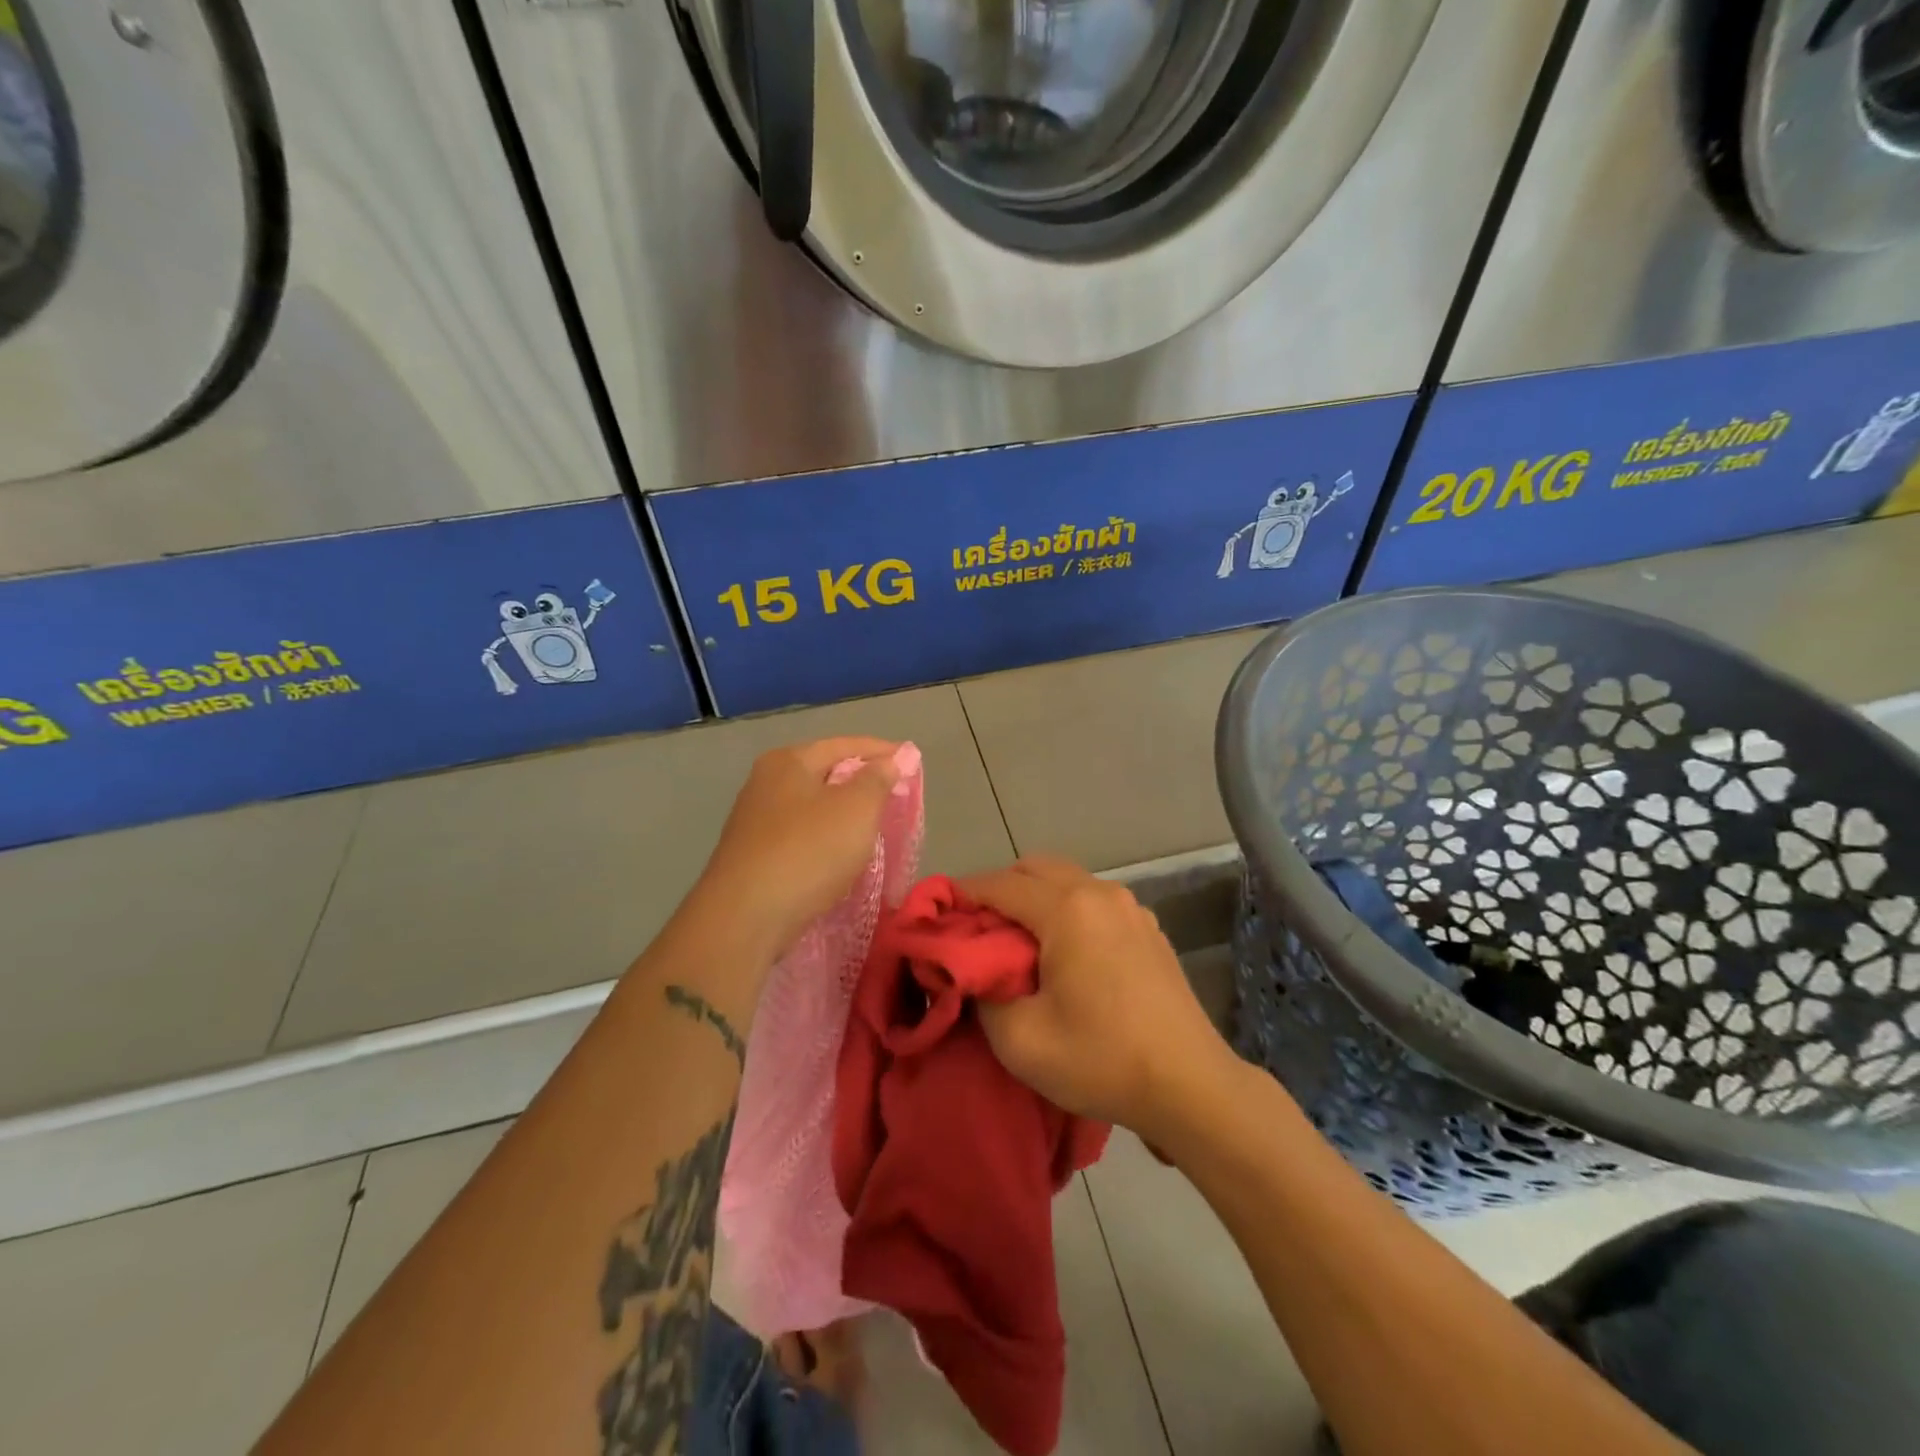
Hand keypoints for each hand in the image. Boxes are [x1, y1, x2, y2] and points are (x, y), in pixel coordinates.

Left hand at [692, 737, 904, 958]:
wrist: (745, 918)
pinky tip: (839, 855)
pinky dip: (825, 839)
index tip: (912, 762)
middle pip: (825, 773)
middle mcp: (766, 783)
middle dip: (861, 782)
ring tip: (874, 826)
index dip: (881, 751)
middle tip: (896, 795)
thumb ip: (878, 779)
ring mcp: (755, 821)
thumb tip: (890, 759)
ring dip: (843, 813)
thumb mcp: (856, 809)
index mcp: (788, 761)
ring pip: (812, 807)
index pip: (845, 745)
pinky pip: (801, 836)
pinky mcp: (753, 856)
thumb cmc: (808, 851)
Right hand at [960, 857, 1237, 1142]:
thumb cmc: (1101, 1059)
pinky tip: (1065, 954)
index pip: (998, 885)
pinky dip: (1067, 910)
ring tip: (1018, 943)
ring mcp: (1130, 907)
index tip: (937, 914)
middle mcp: (1100, 892)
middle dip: (999, 890)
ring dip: (1035, 898)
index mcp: (1067, 909)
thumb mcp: (1020, 1040)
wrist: (1190, 1085)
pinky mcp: (1148, 928)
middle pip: (1034, 868)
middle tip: (977, 930)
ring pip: (1066, 880)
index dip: (962, 895)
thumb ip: (982, 994)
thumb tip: (970, 970)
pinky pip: (1094, 901)